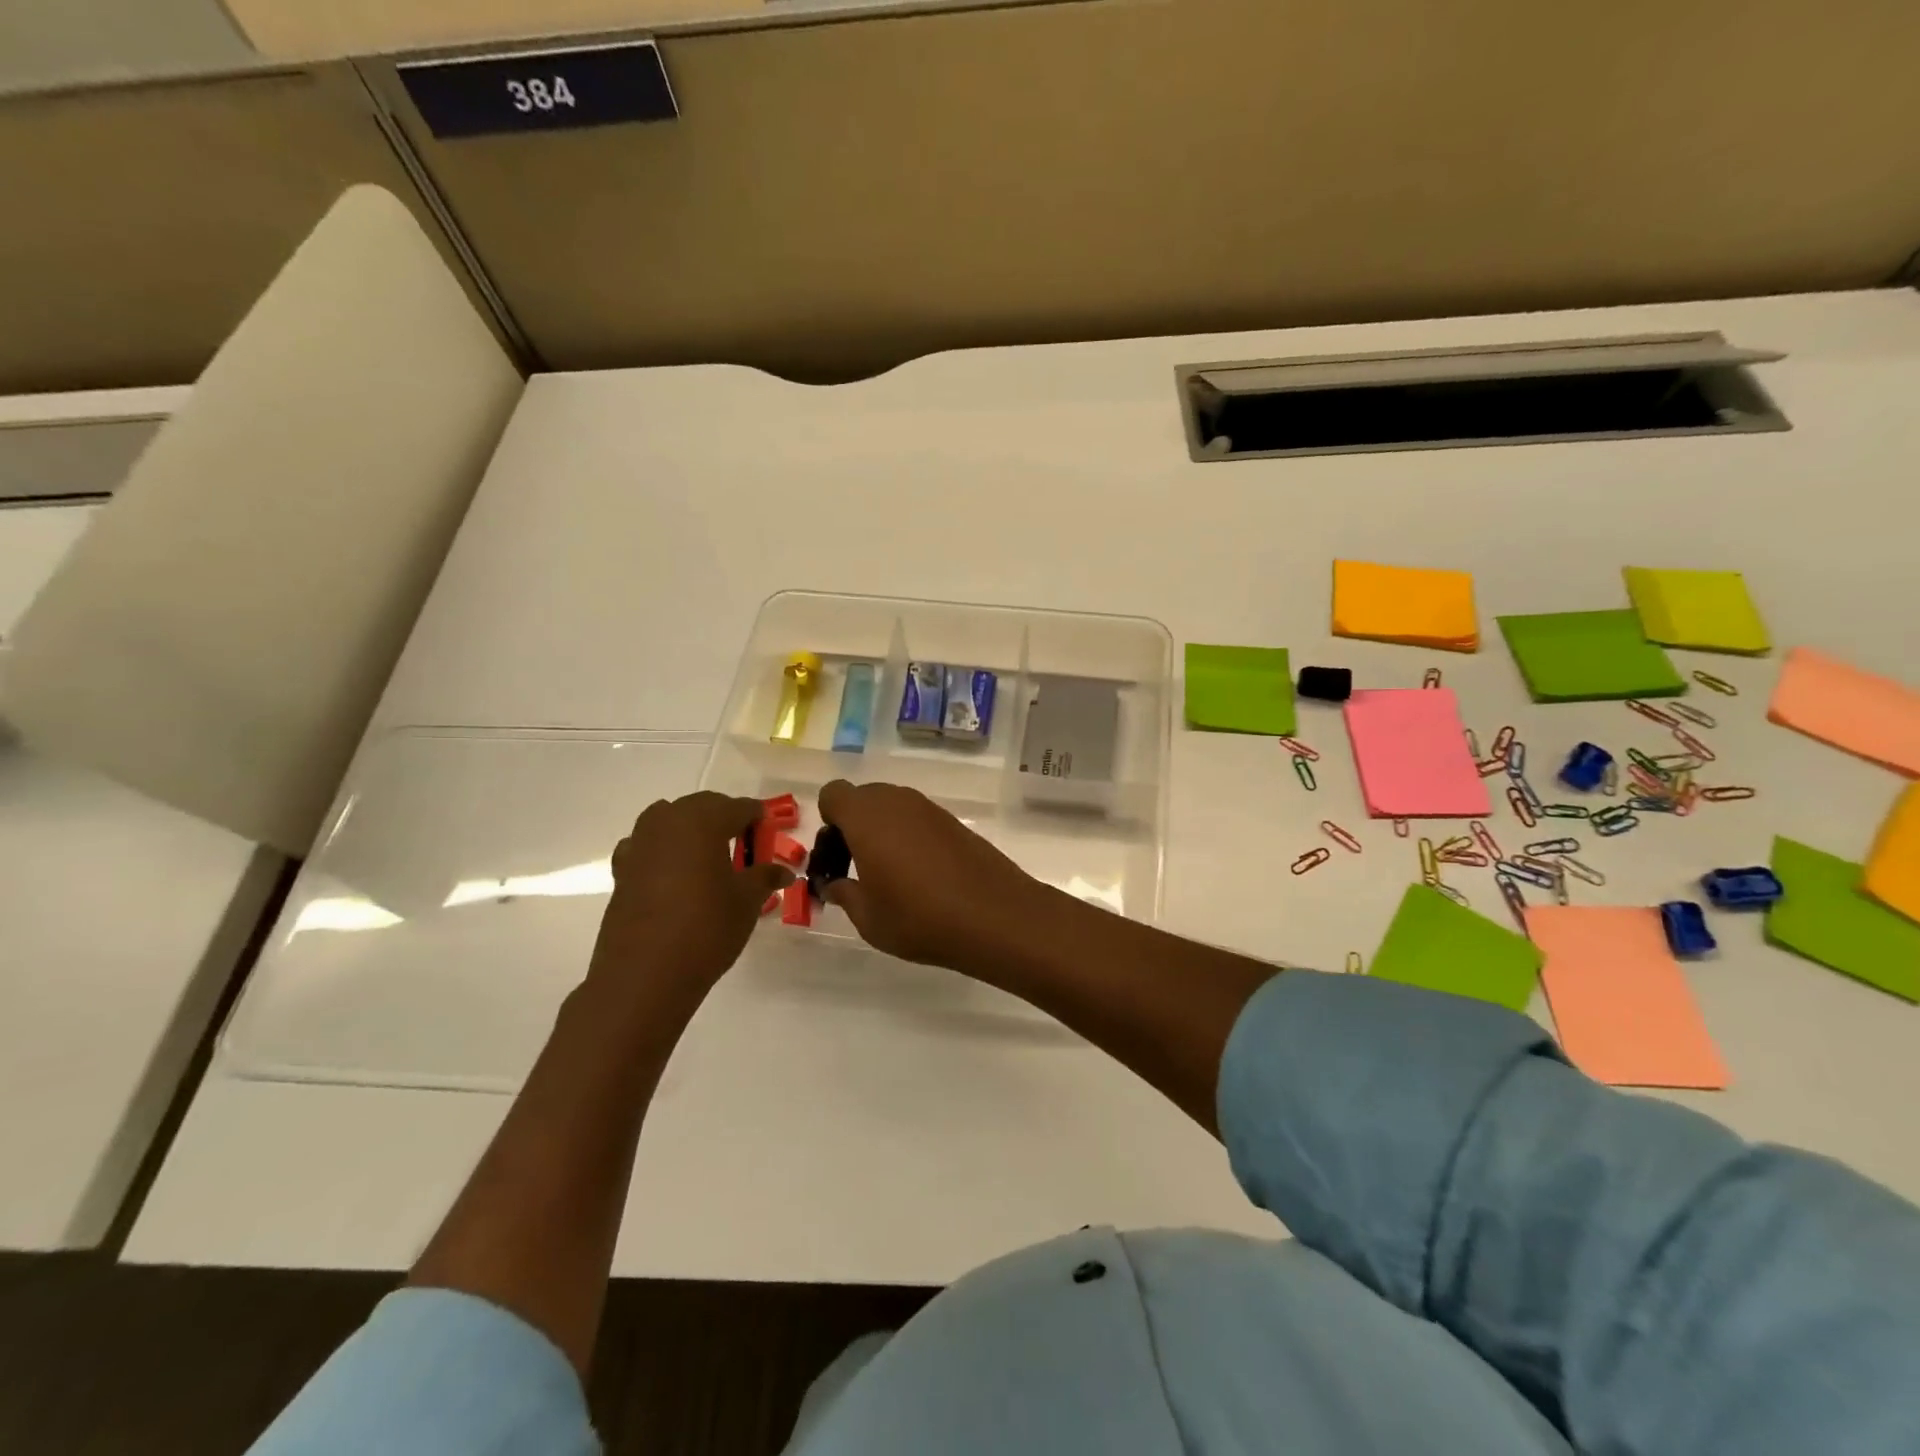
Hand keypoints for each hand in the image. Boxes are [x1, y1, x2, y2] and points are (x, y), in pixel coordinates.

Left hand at [588, 793, 791, 1000]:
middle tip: (745, 843)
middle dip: (724, 818)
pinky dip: (662, 850)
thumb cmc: (706, 929)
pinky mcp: (622, 871)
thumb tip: (784, 872)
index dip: (757, 817)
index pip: (737, 807)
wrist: (645, 975)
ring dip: (690, 829)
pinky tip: (673, 875)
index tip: (770, 831)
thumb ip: (764, 878)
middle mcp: (667, 823)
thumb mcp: (747, 902)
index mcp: (702, 822)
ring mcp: (639, 845)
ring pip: (669, 820)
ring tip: (709, 856)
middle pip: (701, 807)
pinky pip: (646, 846)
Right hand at [815, 779, 1054, 972]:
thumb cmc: (919, 918)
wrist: (995, 916)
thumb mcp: (868, 918)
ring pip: (892, 807)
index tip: (837, 857)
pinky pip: (918, 819)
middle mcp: (897, 802)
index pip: (834, 794)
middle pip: (863, 798)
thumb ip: (844, 894)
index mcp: (867, 817)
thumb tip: (834, 884)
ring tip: (891, 876)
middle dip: (853, 826)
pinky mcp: (954, 821)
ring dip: (883, 831)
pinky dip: (910, 837)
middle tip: (858, 868)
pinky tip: (922, 876)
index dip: (829, 822)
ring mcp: (930, 809)